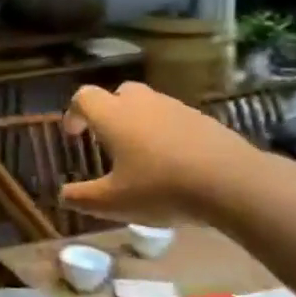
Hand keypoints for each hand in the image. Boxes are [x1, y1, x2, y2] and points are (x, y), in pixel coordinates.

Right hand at [59, 82, 259, 224]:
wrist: (233, 183)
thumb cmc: (161, 188)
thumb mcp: (113, 203)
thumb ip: (83, 198)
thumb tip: (63, 196)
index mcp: (114, 116)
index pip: (84, 97)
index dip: (74, 113)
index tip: (74, 135)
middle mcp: (143, 103)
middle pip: (119, 93)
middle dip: (110, 112)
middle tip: (109, 140)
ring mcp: (177, 108)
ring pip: (150, 105)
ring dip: (140, 122)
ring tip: (143, 155)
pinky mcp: (205, 120)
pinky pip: (176, 120)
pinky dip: (168, 133)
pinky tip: (175, 163)